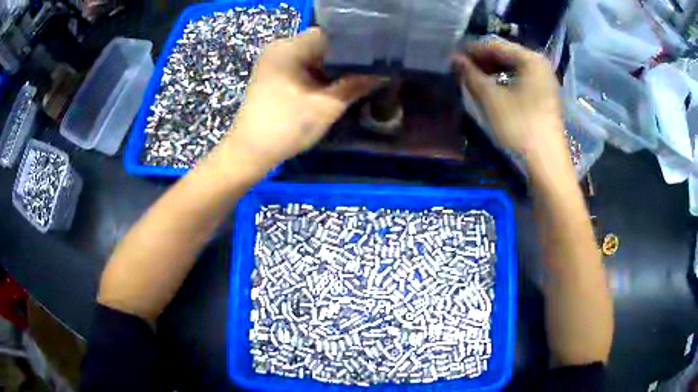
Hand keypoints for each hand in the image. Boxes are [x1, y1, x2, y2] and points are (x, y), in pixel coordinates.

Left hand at [223, 28, 380, 169]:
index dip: (352, 46)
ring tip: (354, 81)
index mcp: (288, 48)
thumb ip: (355, 86)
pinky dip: (316, 77)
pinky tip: (331, 89)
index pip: (328, 35)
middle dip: (342, 60)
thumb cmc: (286, 126)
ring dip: (330, 70)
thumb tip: (382, 74)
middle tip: (367, 73)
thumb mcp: (326, 106)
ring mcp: (273, 63)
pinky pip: (300, 69)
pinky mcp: (272, 77)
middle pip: (319, 46)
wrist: (250, 153)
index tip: (372, 60)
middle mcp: (278, 49)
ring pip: (311, 58)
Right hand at [454, 38, 568, 169]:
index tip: (451, 56)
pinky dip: (504, 82)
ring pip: (513, 69)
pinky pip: (520, 81)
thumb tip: (454, 59)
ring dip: (491, 72)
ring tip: (472, 79)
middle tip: (460, 69)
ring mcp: (545, 83)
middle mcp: (540, 66)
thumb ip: (471, 75)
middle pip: (506, 55)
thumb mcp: (491, 99)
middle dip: (482, 61)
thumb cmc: (520, 127)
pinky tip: (491, 90)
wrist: (546, 165)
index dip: (471, 50)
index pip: (495, 45)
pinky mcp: (544, 98)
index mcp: (531, 59)